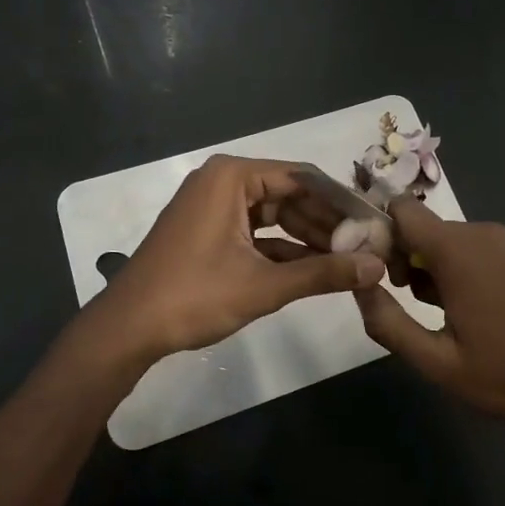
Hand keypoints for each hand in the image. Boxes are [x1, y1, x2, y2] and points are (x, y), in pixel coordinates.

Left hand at [83, 155, 385, 361]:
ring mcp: (215, 206)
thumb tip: (377, 268)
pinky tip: (317, 270)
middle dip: (327, 223)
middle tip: (367, 246)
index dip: (341, 202)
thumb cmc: (193, 296)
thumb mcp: (264, 285)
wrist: (127, 329)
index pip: (303, 178)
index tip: (375, 223)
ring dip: (309, 238)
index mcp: (233, 176)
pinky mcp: (210, 230)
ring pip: (276, 215)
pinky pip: (257, 231)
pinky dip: (284, 250)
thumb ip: (323, 274)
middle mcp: (224, 181)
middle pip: (291, 195)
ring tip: (350, 259)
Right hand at [353, 198, 504, 432]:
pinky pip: (481, 244)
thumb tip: (359, 284)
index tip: (384, 271)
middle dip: (411, 257)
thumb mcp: (432, 360)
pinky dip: (469, 264)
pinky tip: (480, 304)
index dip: (384, 233)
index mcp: (458, 250)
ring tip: (450, 311)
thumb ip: (386, 320)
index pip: (403, 209)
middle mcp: (484, 231)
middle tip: (417, 302)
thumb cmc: (497, 374)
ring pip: (454, 237)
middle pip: (428, 227)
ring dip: (440, 264)